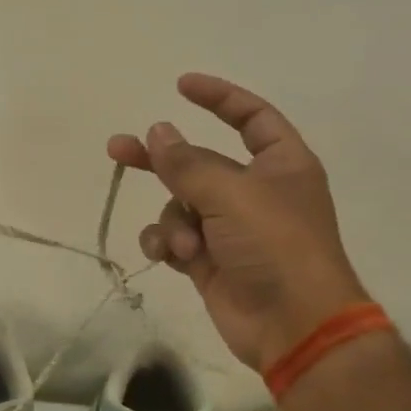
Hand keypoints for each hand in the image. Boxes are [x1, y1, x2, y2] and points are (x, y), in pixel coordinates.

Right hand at [108, 74, 366, 371]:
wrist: (292, 324)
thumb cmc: (275, 246)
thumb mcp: (231, 194)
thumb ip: (188, 163)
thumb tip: (158, 132)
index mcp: (279, 165)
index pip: (251, 117)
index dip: (220, 97)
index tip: (181, 86)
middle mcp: (255, 191)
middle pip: (198, 162)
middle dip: (161, 159)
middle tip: (117, 147)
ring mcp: (230, 228)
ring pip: (181, 205)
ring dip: (173, 221)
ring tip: (183, 242)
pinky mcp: (209, 260)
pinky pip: (174, 238)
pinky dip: (167, 244)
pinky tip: (168, 255)